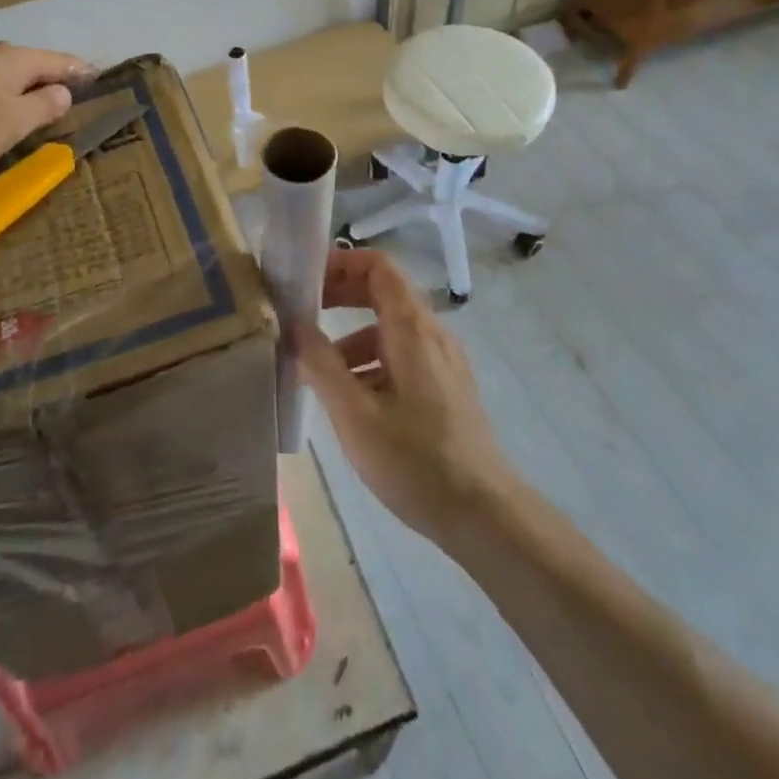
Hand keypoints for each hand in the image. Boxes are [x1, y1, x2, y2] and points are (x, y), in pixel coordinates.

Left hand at [0, 43, 91, 173]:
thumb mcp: (15, 120)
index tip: (101, 77)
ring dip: (29, 91)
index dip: (81, 71)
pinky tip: (6, 115)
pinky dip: (7, 100)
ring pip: (11, 78)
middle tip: (77, 97)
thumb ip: (44, 106)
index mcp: (16, 59)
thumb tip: (64, 92)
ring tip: (46, 107)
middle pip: (35, 65)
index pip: (60, 61)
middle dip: (55, 79)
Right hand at [296, 248, 517, 546]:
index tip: (304, 278)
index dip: (340, 263)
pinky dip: (369, 362)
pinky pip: (401, 355)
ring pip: (388, 329)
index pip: (378, 266)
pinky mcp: (445, 386)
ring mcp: (442, 360)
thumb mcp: (355, 415)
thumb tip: (294, 325)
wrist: (484, 515)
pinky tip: (349, 399)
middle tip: (299, 314)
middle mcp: (431, 333)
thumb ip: (321, 365)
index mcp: (412, 329)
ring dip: (349, 337)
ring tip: (314, 370)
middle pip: (381, 293)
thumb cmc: (416, 461)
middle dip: (338, 297)